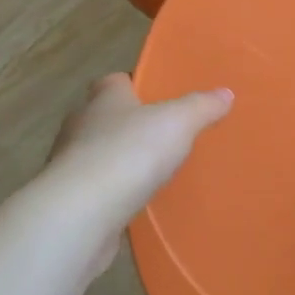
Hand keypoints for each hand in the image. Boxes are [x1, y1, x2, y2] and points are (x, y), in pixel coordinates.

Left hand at [41, 73, 232, 280]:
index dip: (135, 86)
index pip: (115, 81)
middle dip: (129, 124)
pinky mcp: (69, 200)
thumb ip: (201, 106)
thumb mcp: (178, 122)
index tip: (159, 99)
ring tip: (151, 172)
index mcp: (104, 98)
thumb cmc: (130, 153)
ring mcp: (70, 163)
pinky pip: (96, 189)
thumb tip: (225, 93)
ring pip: (98, 153)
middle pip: (106, 117)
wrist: (81, 213)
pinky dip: (112, 193)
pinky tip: (134, 203)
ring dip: (119, 160)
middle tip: (163, 136)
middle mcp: (81, 124)